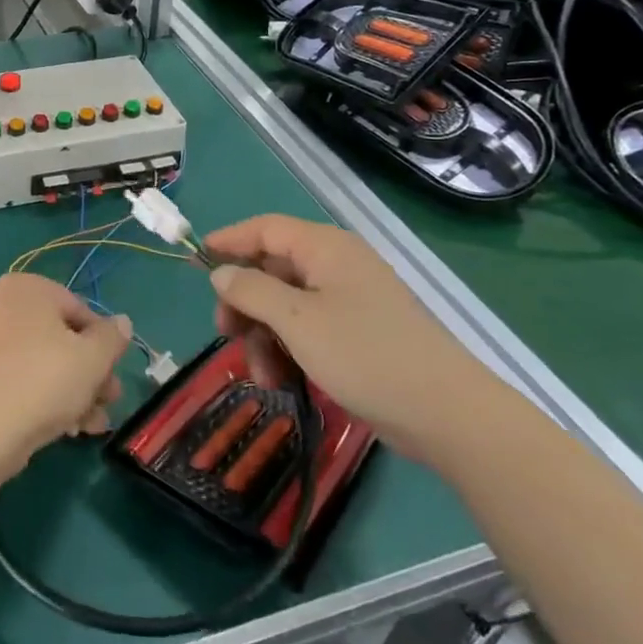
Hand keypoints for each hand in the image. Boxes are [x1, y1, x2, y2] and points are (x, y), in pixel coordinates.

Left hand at [0, 273, 130, 478]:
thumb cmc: (42, 381)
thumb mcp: (92, 358)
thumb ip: (112, 337)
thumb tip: (121, 322)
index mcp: (25, 288)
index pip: (79, 309)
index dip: (103, 343)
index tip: (114, 373)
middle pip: (60, 337)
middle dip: (90, 372)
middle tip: (108, 401)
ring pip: (41, 362)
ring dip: (73, 391)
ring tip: (92, 425)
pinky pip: (18, 379)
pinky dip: (43, 398)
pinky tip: (65, 430)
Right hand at [202, 214, 497, 458]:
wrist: (446, 414)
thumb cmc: (366, 355)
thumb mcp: (297, 321)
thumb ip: (251, 291)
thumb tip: (221, 273)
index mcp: (325, 249)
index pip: (265, 229)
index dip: (229, 241)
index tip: (196, 261)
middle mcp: (336, 266)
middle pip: (272, 270)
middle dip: (245, 303)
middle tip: (227, 334)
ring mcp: (349, 301)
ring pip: (286, 306)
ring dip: (264, 337)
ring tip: (262, 375)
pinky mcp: (357, 334)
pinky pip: (307, 330)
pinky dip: (288, 351)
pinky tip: (282, 381)